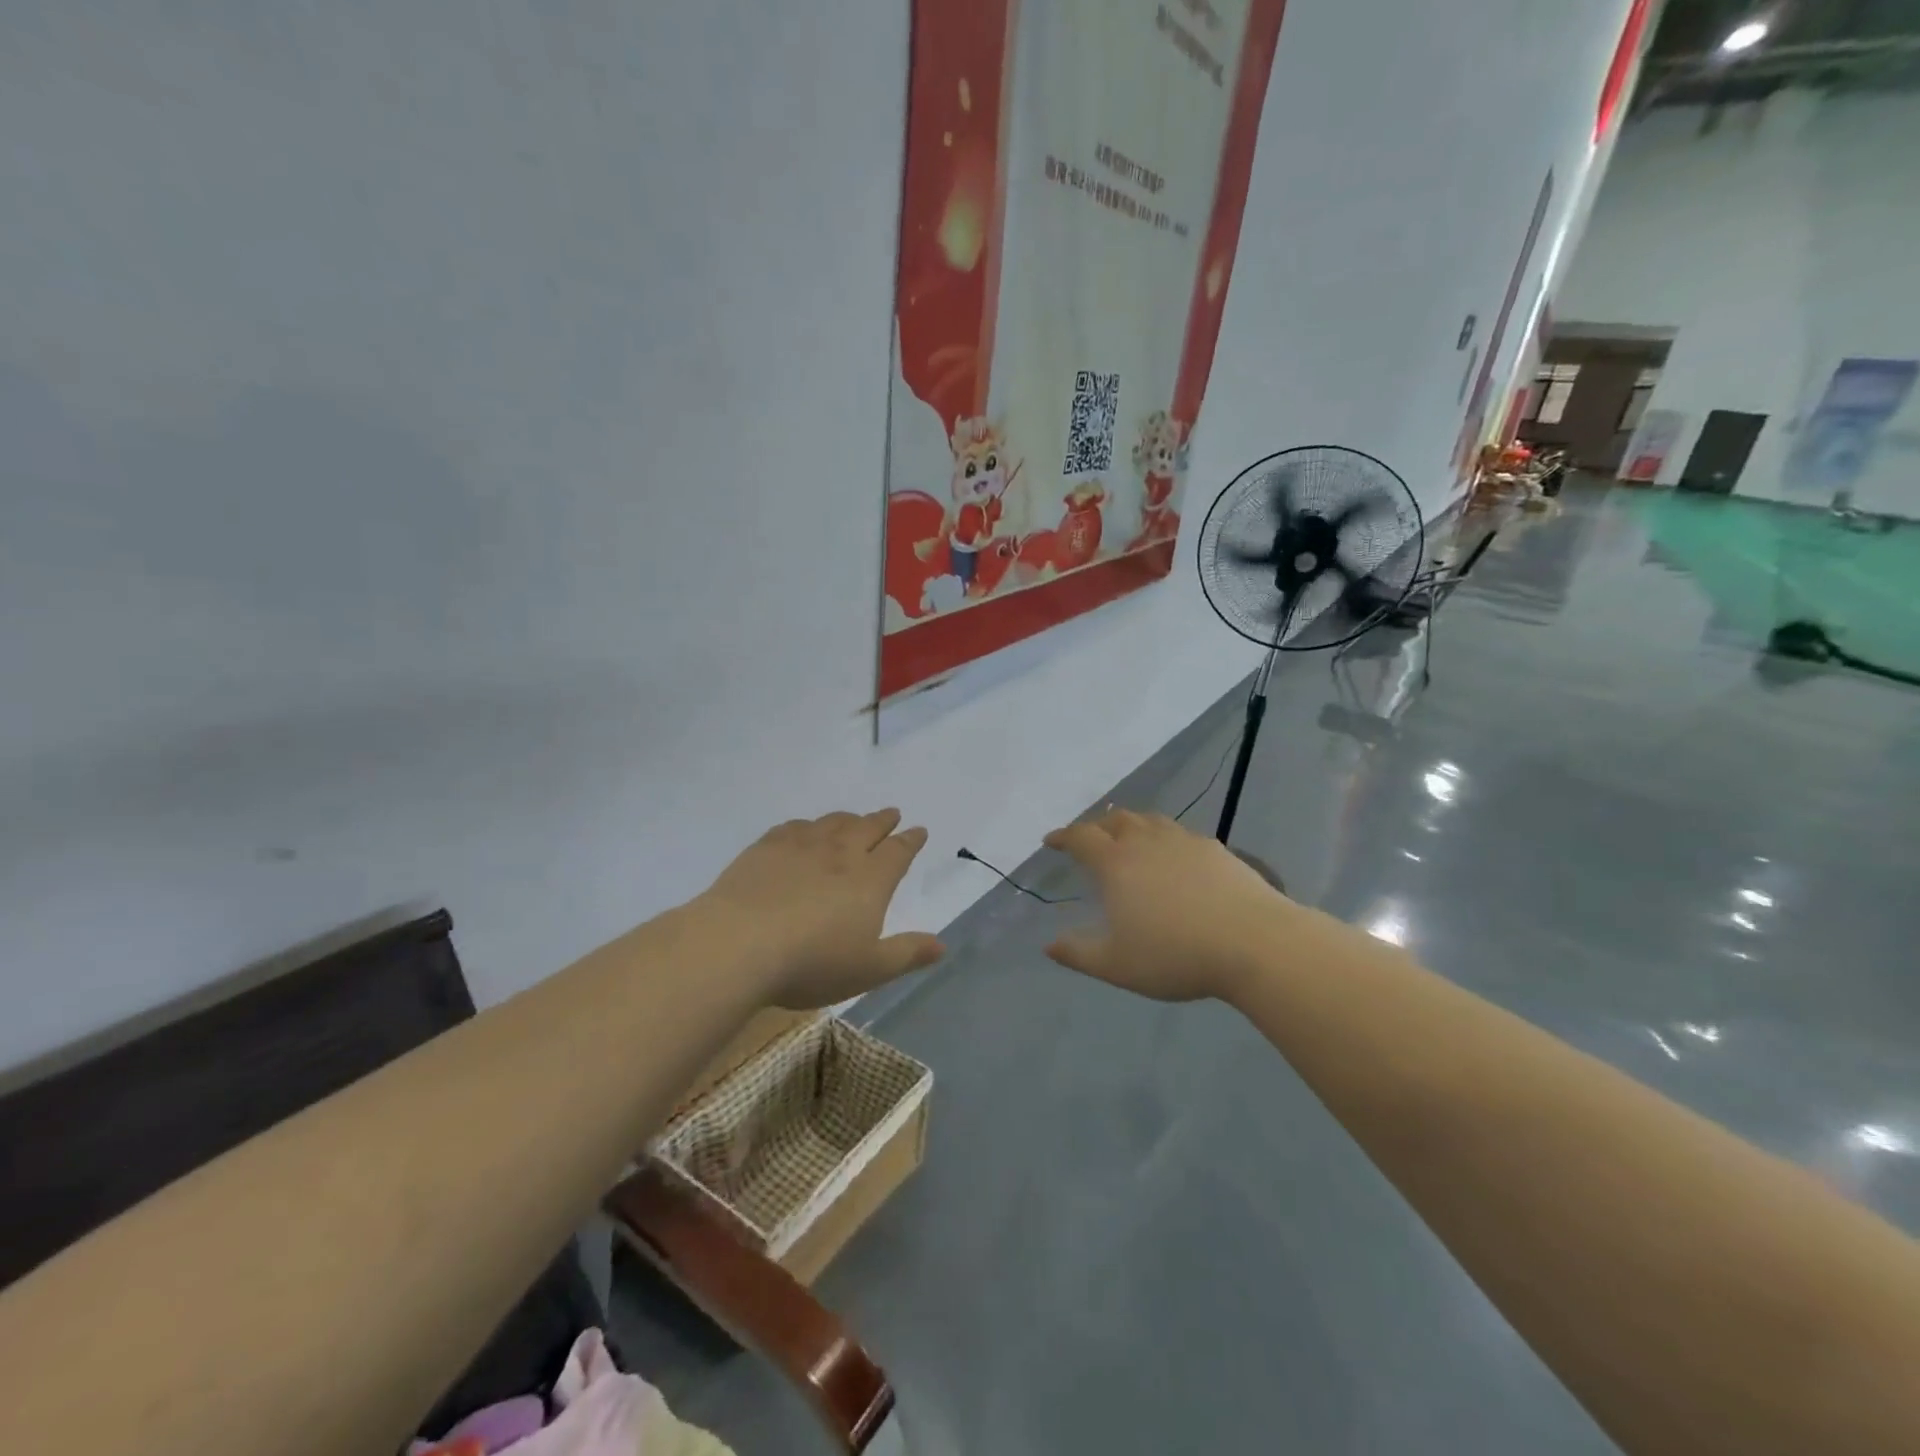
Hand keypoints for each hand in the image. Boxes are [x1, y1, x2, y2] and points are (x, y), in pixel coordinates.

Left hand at [698, 809, 944, 1008]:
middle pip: (868, 828)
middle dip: (883, 821)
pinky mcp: (766, 848)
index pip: (898, 852)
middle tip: (892, 813)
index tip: (918, 831)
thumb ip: (907, 954)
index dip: (911, 841)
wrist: (739, 944)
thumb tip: (942, 945)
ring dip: (849, 818)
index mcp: (870, 880)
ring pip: (832, 823)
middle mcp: (840, 854)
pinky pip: (794, 827)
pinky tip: (804, 830)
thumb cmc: (812, 962)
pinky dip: (809, 825)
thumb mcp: (868, 969)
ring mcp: (801, 846)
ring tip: (854, 818)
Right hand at [1043, 810, 1290, 1002]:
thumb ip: (1078, 954)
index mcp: (1116, 864)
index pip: (1081, 837)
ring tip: (1130, 840)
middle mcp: (1146, 842)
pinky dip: (1165, 838)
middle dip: (1097, 827)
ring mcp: (1184, 841)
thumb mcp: (1117, 965)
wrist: (1255, 943)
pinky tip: (1174, 858)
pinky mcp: (1216, 849)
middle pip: (1116, 820)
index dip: (1062, 836)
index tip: (1051, 841)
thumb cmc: (1176, 955)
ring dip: (1132, 826)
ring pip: (1150, 821)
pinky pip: (1180, 834)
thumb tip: (1049, 945)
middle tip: (1090, 840)